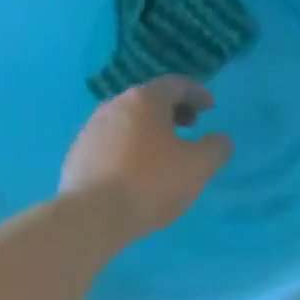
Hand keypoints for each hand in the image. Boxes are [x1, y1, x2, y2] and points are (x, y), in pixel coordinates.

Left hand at [60, 77, 231, 238]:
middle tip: (191, 126)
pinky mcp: (78, 155)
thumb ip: (216, 148)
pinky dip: (130, 149)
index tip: (210, 107)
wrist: (92, 215)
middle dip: (173, 111)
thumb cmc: (151, 183)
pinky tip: (137, 172)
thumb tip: (221, 140)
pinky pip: (112, 143)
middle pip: (148, 100)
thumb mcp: (198, 167)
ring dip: (150, 130)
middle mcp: (114, 106)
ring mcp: (91, 130)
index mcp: (144, 100)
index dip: (197, 93)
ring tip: (165, 153)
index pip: (175, 84)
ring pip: (128, 122)